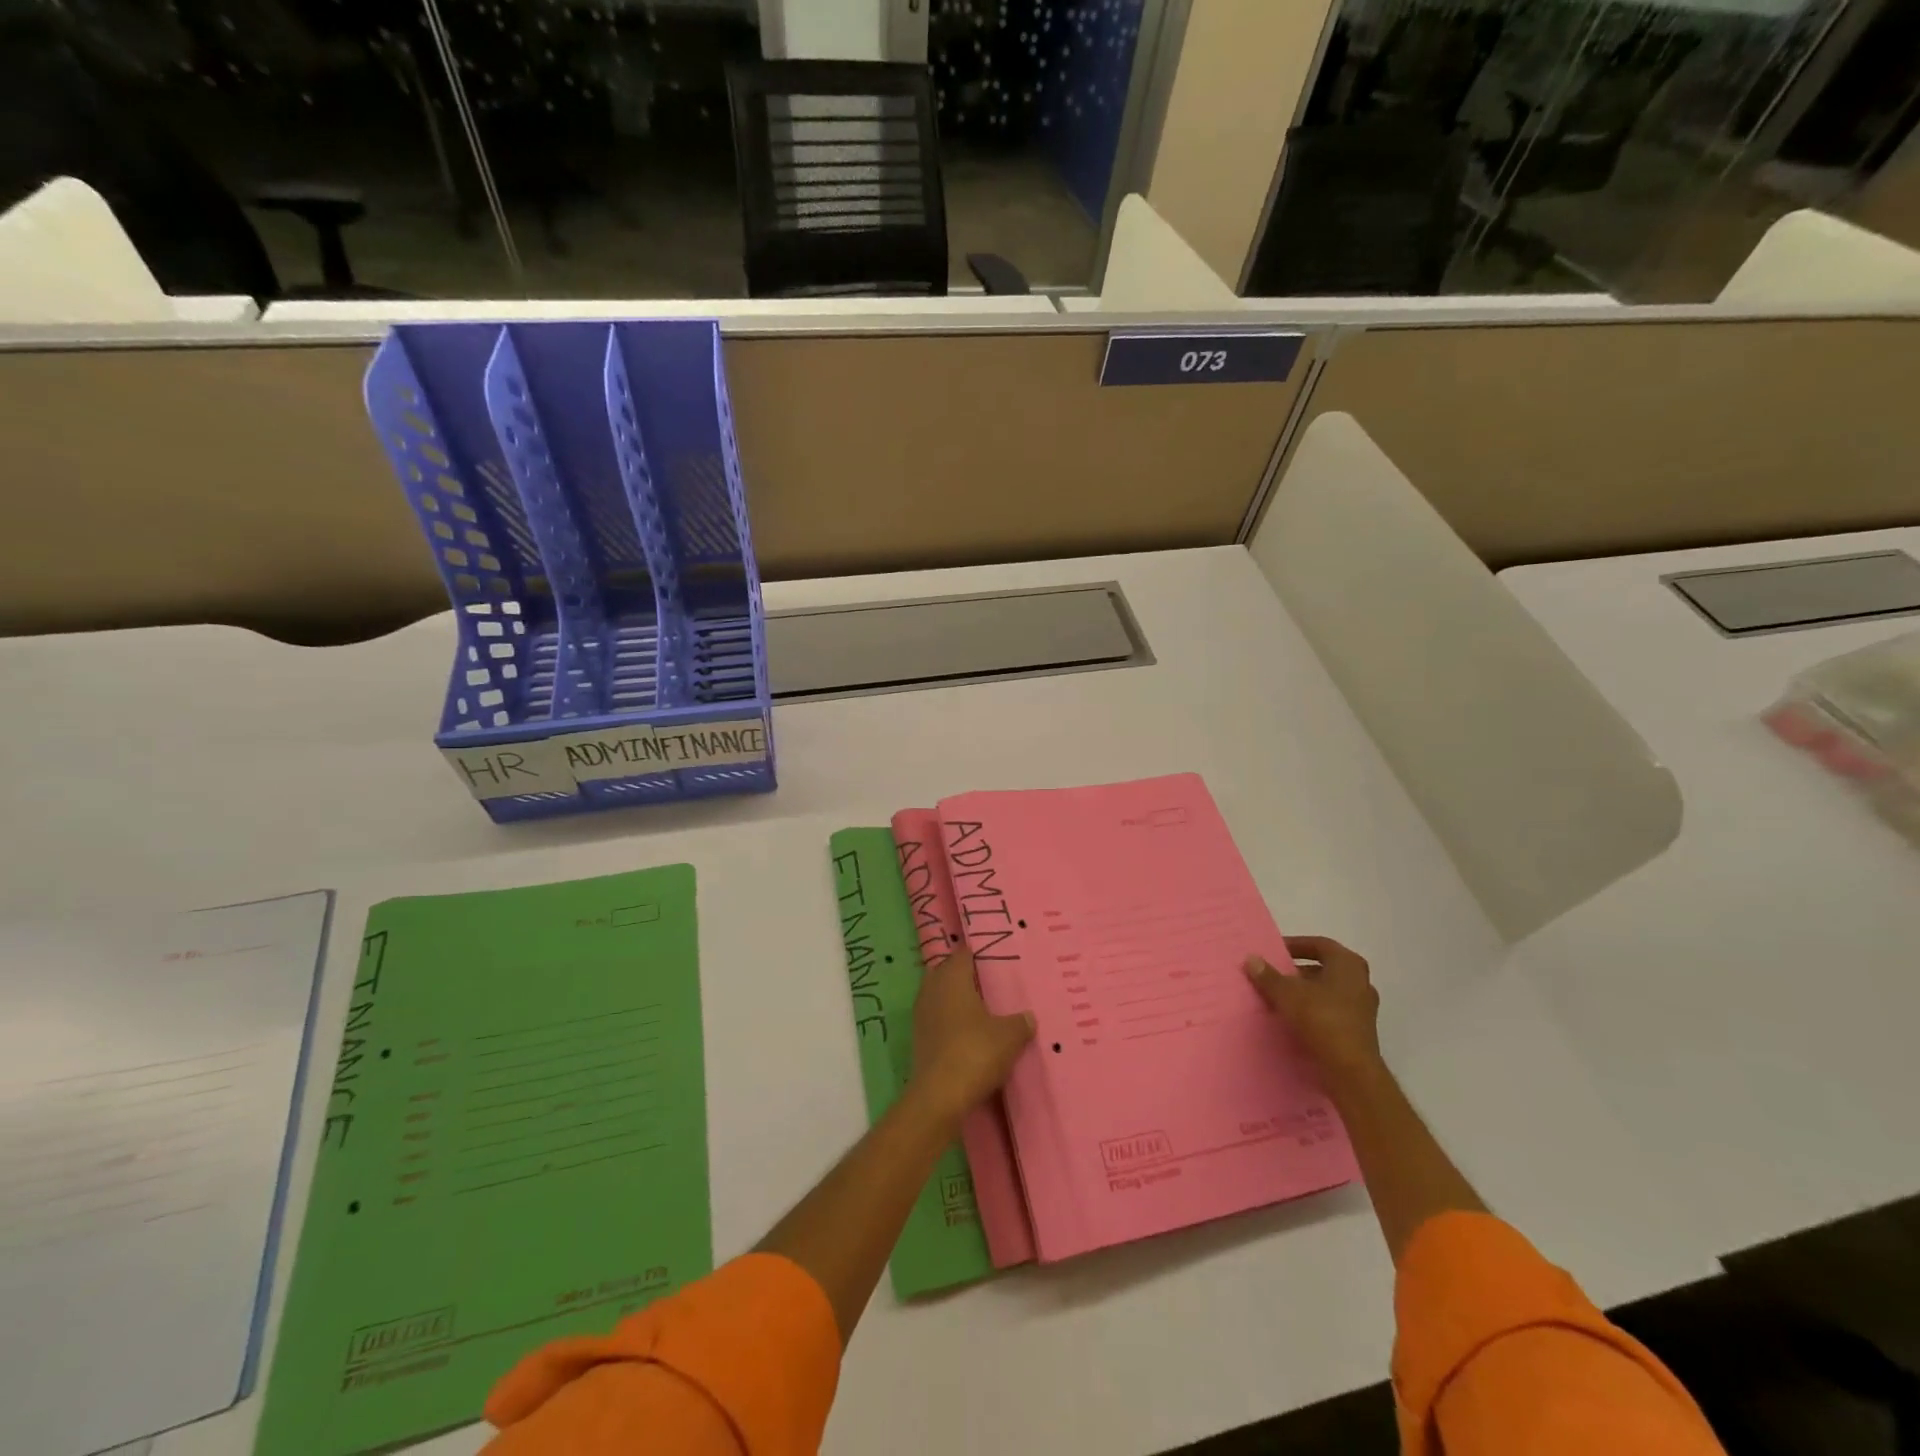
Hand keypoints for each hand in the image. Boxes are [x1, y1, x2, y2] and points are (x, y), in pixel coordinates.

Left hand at [909, 945, 1034, 1126]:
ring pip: (940, 995)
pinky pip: (937, 1018)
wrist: (939, 1096)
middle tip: (989, 982)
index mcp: (952, 978)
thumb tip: (1028, 1017)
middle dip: (965, 975)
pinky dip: (950, 1020)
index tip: (994, 957)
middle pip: (947, 972)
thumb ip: (1020, 1022)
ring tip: (981, 1008)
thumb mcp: (1009, 1036)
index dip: (977, 954)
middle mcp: (932, 989)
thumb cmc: (975, 1052)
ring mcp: (922, 1014)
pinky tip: (967, 1032)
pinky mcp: (919, 1038)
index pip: (962, 954)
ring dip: (956, 999)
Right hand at [1244, 935, 1381, 1081]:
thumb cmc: (1321, 1019)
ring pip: (1328, 991)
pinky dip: (1314, 1010)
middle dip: (1298, 971)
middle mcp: (1360, 982)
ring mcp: (1363, 1008)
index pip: (1319, 944)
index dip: (1296, 945)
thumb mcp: (1287, 993)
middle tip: (1274, 974)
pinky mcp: (1359, 1031)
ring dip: (1305, 992)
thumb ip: (1268, 975)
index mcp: (1348, 964)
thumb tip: (1251, 958)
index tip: (1275, 951)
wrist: (1350, 1070)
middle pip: (1324, 968)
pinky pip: (1332, 1011)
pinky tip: (1294, 1019)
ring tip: (1280, 997)